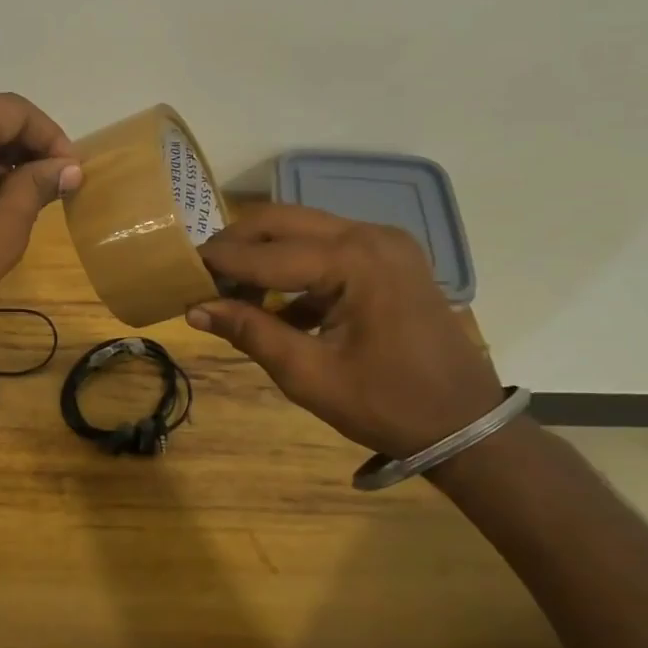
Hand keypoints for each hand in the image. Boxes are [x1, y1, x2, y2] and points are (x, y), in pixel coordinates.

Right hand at [188, 205, 502, 455]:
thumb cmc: (388, 405)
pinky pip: (327, 247)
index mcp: (354, 261)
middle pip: (282, 222)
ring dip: (263, 253)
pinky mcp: (390, 257)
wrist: (468, 426)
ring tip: (231, 288)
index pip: (266, 253)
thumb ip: (251, 332)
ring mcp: (385, 242)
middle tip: (202, 272)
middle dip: (237, 244)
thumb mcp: (309, 374)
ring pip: (303, 229)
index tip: (179, 268)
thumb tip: (195, 308)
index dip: (219, 262)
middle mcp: (370, 235)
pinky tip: (276, 303)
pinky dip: (294, 266)